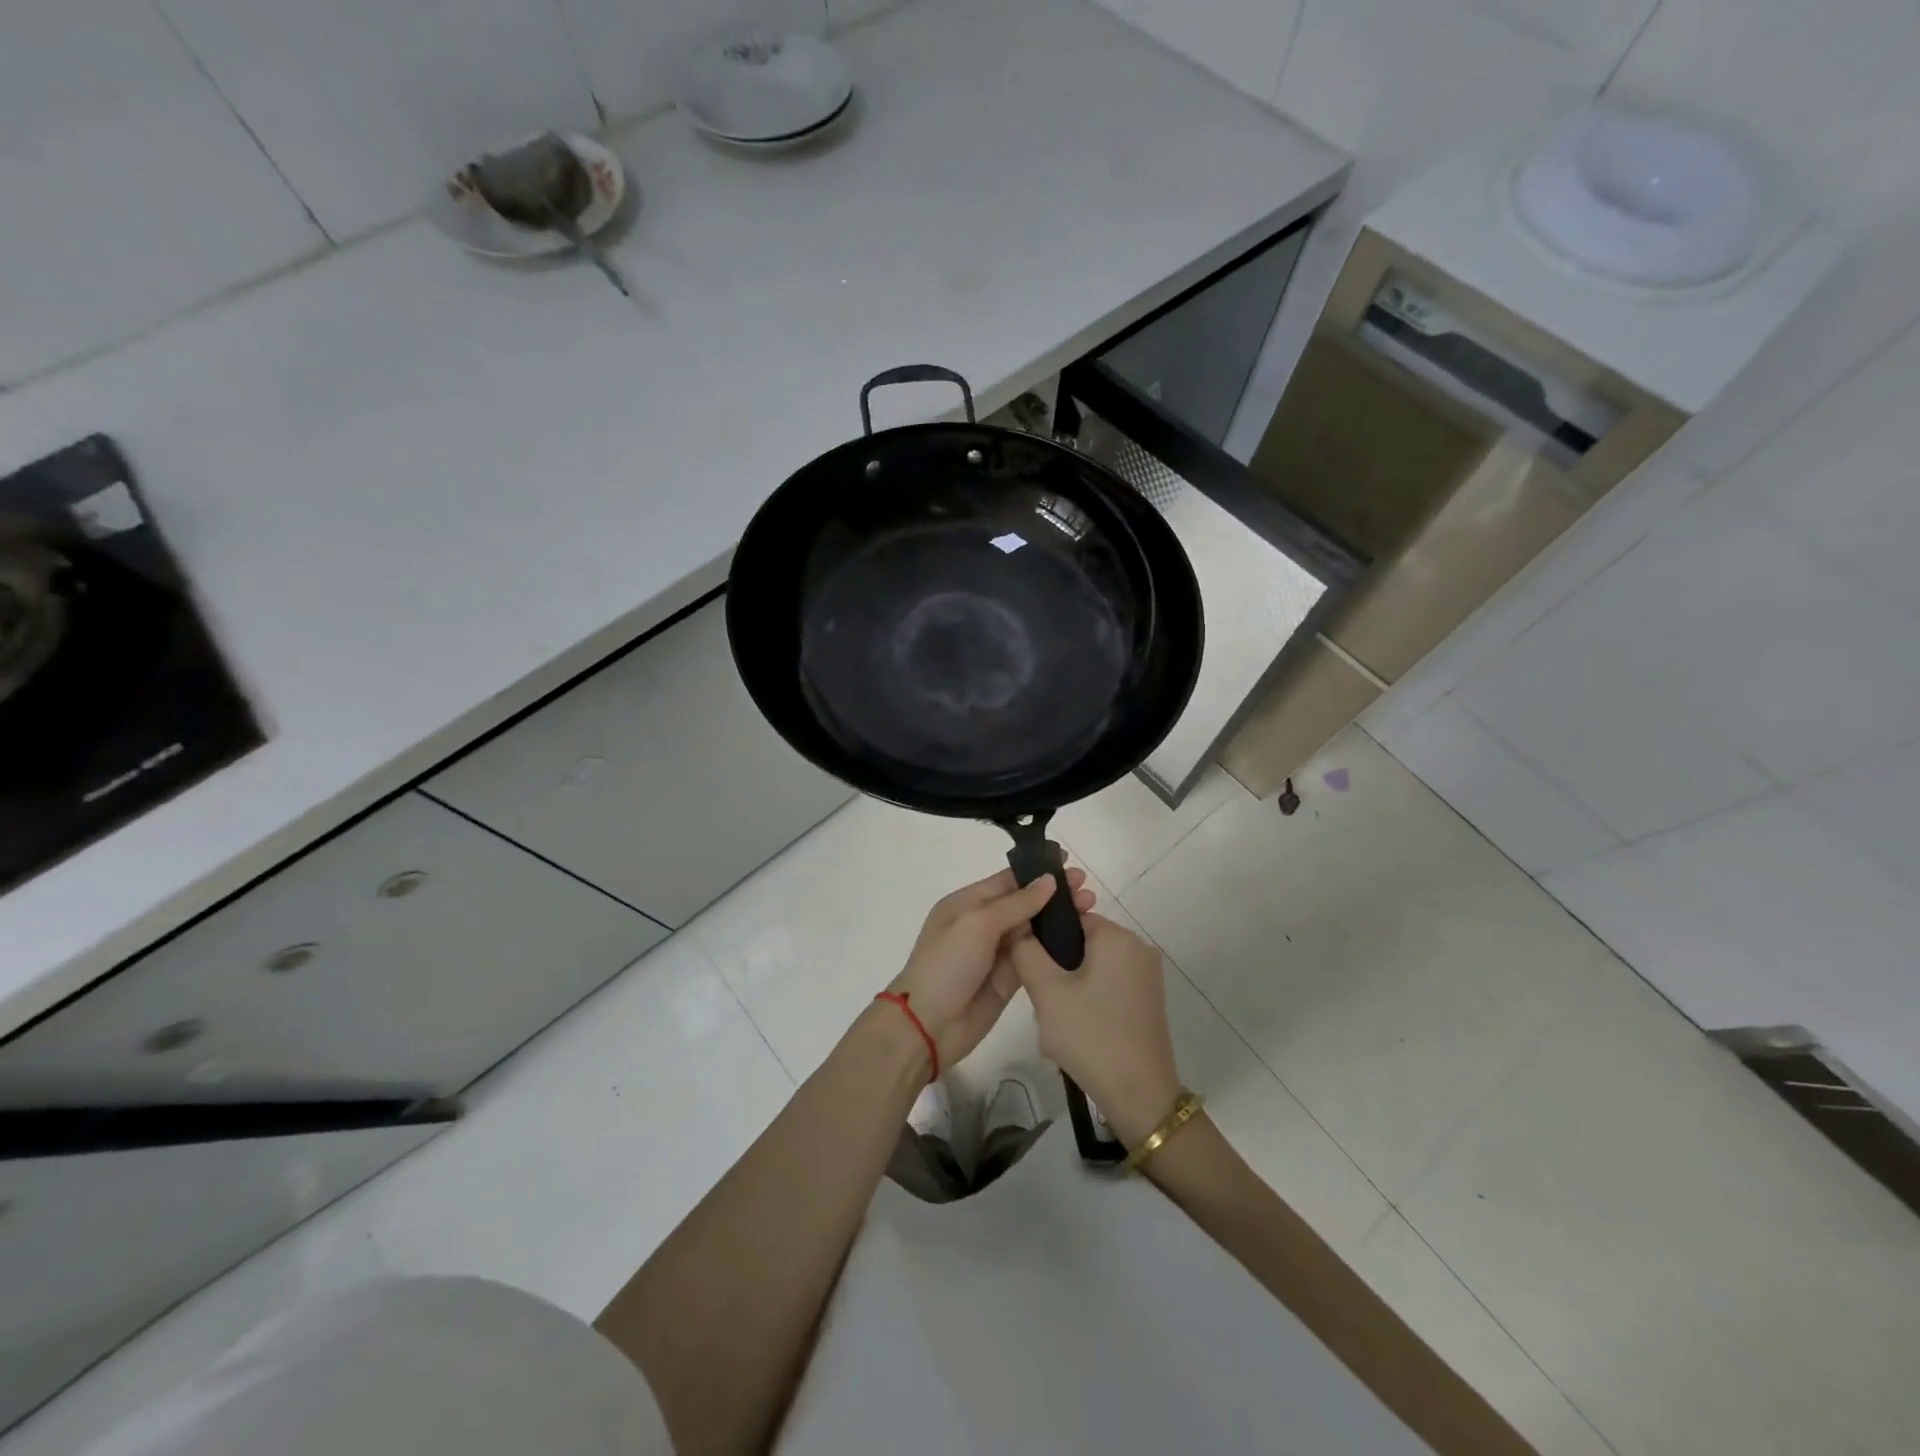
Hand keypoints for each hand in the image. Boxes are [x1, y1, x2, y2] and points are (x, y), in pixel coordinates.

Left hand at [884, 864, 1095, 1068]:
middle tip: (1088, 889)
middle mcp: (982, 924)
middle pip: (1024, 903)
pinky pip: (1034, 958)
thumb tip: (1048, 881)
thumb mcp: (978, 924)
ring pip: (1032, 930)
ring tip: (1092, 910)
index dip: (1038, 872)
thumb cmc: (947, 964)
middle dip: (1054, 895)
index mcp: (967, 903)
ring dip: (1059, 920)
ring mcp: (995, 953)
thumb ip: (1016, 903)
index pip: (1007, 880)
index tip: (1069, 863)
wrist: (928, 1025)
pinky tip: (1080, 940)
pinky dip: (1054, 948)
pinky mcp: (1008, 980)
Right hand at [1008, 913, 1181, 1146]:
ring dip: (1071, 987)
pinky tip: (1077, 1030)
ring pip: (1093, 967)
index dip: (1045, 939)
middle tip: (1043, 1001)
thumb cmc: (1091, 1037)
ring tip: (1057, 1020)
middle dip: (1058, 967)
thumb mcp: (1047, 992)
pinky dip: (1089, 1000)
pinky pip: (1109, 985)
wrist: (1140, 1097)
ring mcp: (1148, 976)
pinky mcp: (1149, 1000)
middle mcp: (1139, 948)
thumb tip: (1018, 929)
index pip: (1071, 918)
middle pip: (1082, 943)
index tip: (1030, 968)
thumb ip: (1026, 952)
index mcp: (1118, 937)